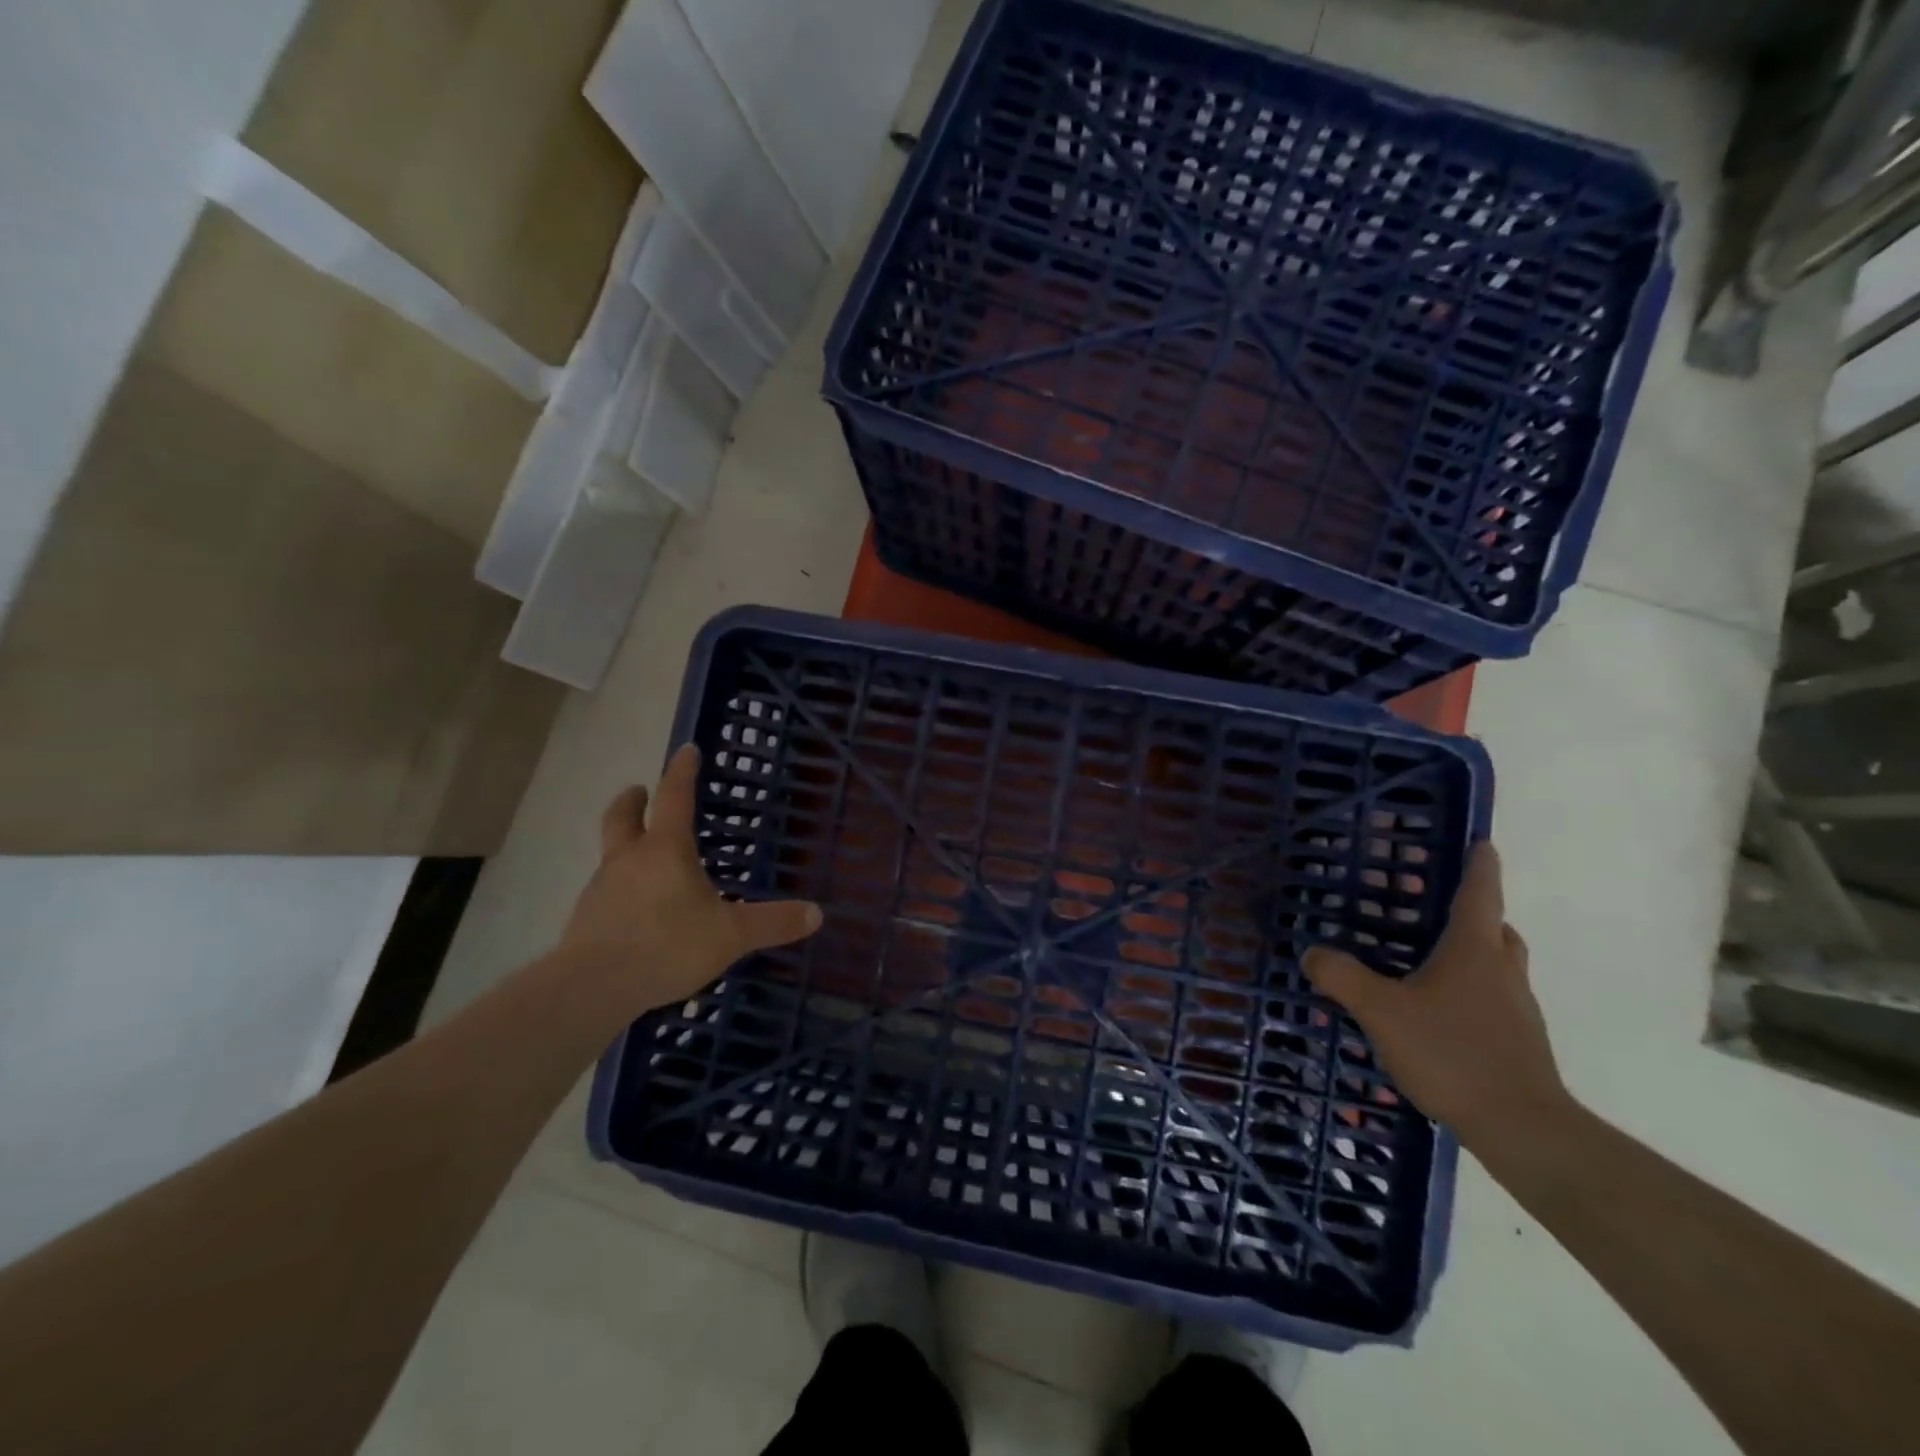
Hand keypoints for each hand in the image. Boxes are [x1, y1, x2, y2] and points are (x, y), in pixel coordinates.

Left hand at [559, 744, 822, 1014]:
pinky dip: (619, 887)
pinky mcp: (585, 919)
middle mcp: (628, 859)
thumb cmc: (667, 945)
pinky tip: (634, 910)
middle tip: (641, 791)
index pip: (673, 797)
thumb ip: (772, 923)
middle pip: (622, 816)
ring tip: (645, 859)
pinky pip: (605, 891)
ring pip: (611, 853)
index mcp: (665, 850)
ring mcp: (601, 888)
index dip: (682, 771)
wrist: (593, 988)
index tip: (687, 749)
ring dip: (625, 845)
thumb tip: (817, 913)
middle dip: (633, 800)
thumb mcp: (731, 935)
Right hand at [1302, 843, 1567, 1147]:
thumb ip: (1342, 978)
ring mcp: (1516, 1008)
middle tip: (1434, 907)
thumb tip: (1312, 953)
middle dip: (1472, 911)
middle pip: (1495, 927)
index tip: (1481, 842)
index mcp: (1474, 950)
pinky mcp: (1519, 1041)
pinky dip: (1471, 990)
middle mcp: (1501, 970)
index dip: (1480, 865)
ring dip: (1471, 952)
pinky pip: (1494, 998)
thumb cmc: (1452, 1053)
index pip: (1481, 893)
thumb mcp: (1381, 1012)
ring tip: (1427, 960)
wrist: (1522, 1128)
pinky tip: (1437, 1012)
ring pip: (1497, 964)